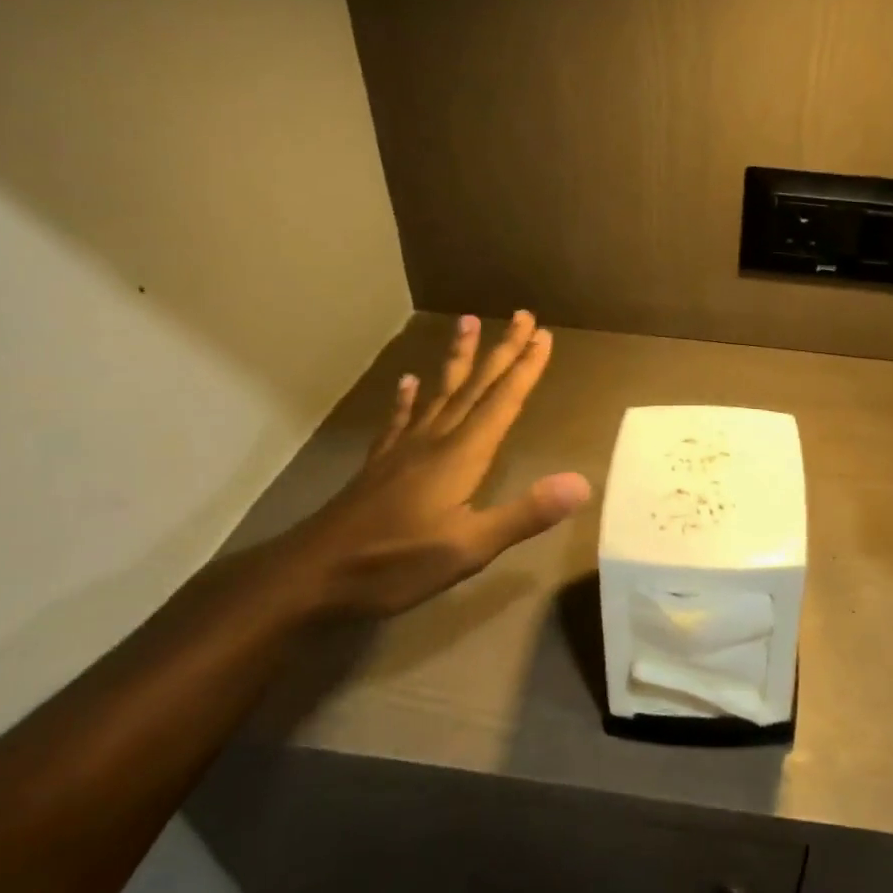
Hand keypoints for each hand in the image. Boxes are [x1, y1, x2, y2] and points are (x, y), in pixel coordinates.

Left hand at [296, 312, 591, 618]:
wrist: (311, 576)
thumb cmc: (395, 564)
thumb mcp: (469, 548)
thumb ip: (525, 514)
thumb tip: (581, 482)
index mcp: (461, 456)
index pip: (502, 402)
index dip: (526, 369)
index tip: (544, 336)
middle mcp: (435, 440)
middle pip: (476, 387)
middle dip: (502, 351)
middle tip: (522, 315)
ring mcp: (403, 449)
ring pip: (439, 392)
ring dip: (458, 358)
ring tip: (467, 321)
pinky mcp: (380, 464)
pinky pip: (400, 419)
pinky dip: (407, 397)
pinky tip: (408, 381)